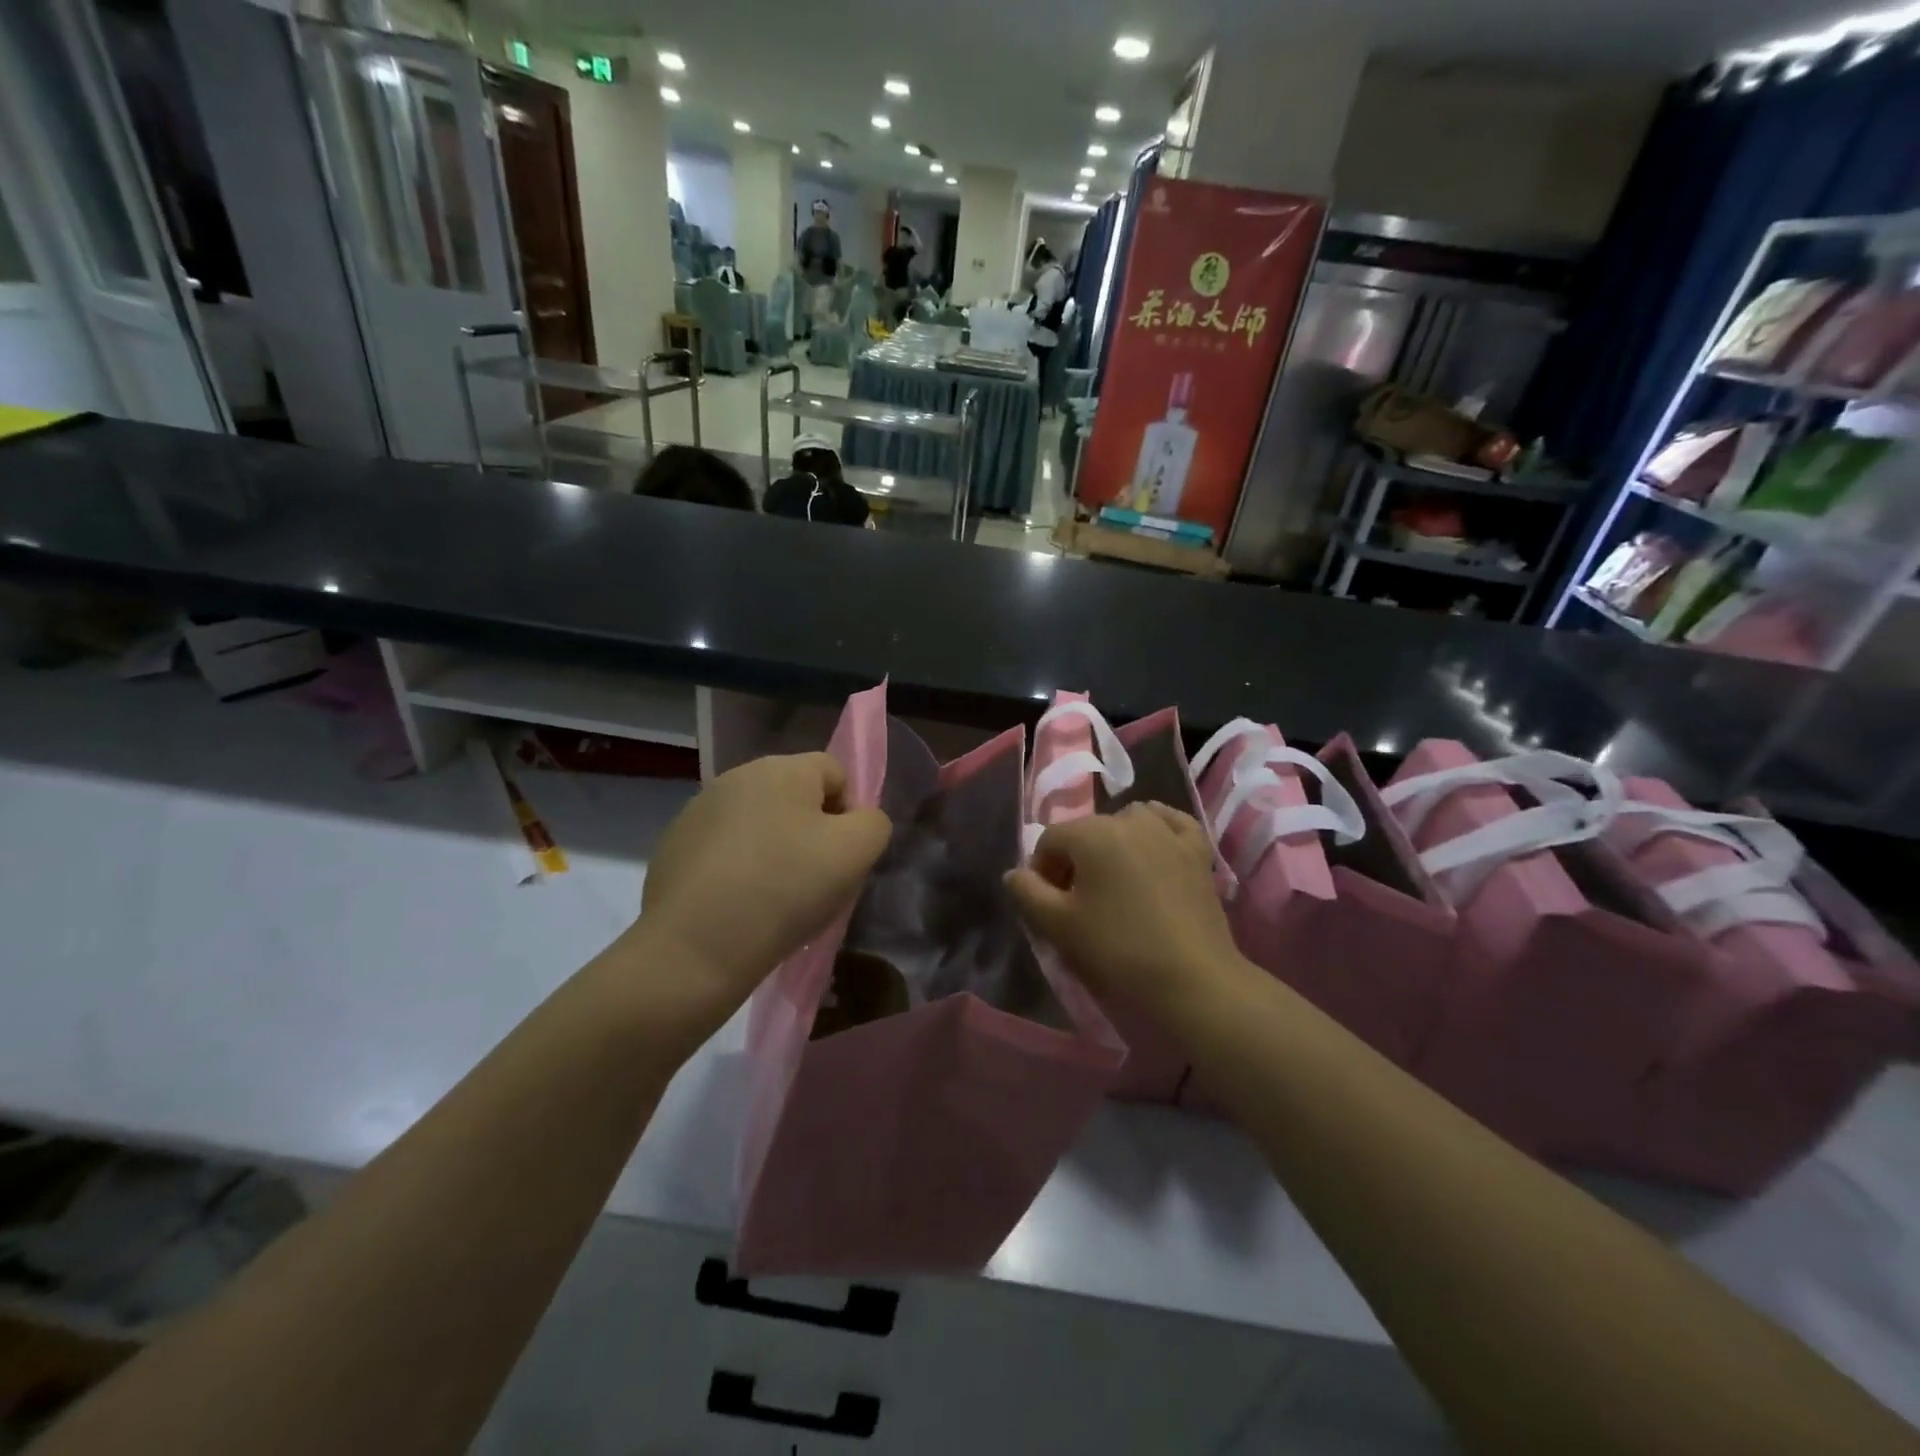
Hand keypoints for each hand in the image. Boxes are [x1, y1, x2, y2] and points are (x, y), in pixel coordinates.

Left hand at [631, 753, 889, 1030]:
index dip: (849, 813)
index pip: (835, 773)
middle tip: (814, 881)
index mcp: (781, 768)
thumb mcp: (856, 853)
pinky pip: (724, 850)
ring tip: (774, 899)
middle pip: (794, 797)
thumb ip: (873, 823)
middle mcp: (736, 777)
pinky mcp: (673, 846)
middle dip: (811, 832)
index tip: (843, 859)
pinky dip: (737, 870)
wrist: (694, 949)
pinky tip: (738, 906)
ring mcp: (698, 811)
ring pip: (758, 824)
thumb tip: (858, 820)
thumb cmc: (785, 890)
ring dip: (773, 850)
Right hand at [1005, 803, 1244, 1019]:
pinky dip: (1158, 828)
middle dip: (1076, 861)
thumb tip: (1015, 873)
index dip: (1041, 871)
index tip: (1048, 905)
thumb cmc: (1118, 950)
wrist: (1192, 980)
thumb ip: (1028, 893)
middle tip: (1079, 902)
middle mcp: (1130, 819)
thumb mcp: (1059, 925)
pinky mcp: (1198, 850)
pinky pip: (1171, 823)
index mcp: (1092, 833)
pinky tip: (1155, 845)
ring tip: (1116, 882)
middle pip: (1087, 832)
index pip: (1050, 840)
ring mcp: (1169, 831)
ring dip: (1114, 844)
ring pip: (1128, 822)